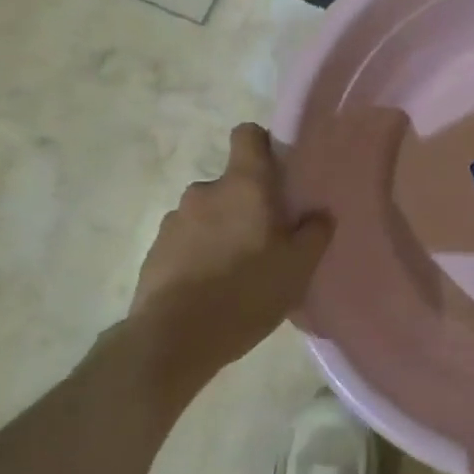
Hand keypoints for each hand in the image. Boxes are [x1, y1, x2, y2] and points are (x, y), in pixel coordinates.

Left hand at [125, 124, 332, 398]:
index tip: (277, 173)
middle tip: (265, 241)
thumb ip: (315, 233)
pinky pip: (186, 241)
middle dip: (246, 205)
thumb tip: (319, 214)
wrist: (173, 339)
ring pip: (207, 214)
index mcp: (243, 185)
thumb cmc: (246, 292)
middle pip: (231, 183)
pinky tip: (209, 289)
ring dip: (220, 231)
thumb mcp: (299, 267)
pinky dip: (198, 255)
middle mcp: (205, 191)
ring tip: (235, 272)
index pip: (247, 134)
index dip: (263, 146)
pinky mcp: (155, 250)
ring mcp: (174, 220)